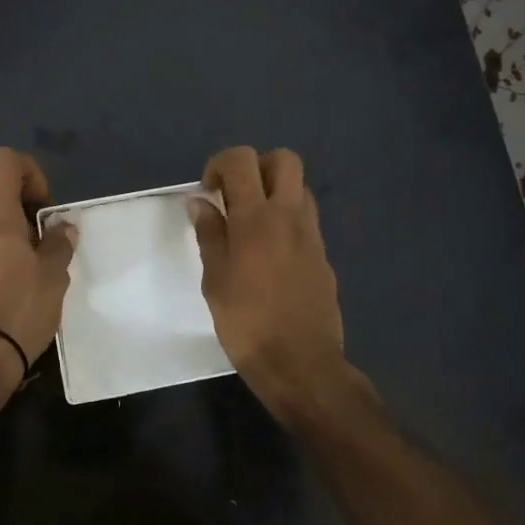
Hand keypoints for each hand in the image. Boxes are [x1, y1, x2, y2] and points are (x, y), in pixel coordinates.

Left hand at [0, 147, 77, 385]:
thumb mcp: (54, 276)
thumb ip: (60, 244)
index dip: (28, 170)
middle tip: (42, 239)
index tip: (43, 205)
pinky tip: (11, 291)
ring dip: (6, 236)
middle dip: (19, 208)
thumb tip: (62, 227)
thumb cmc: (20, 309)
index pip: (2, 162)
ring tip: (31, 269)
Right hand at [189, 146, 363, 422]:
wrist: (301, 364)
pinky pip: (307, 219)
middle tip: (237, 196)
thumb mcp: (215, 280)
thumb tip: (201, 202)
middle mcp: (289, 216)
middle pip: (284, 160)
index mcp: (256, 218)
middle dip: (257, 167)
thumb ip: (209, 235)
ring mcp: (312, 235)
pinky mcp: (323, 256)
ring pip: (300, 188)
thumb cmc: (247, 324)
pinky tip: (270, 254)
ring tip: (253, 224)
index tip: (209, 191)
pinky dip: (288, 219)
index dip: (221, 164)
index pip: (242, 160)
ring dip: (276, 192)